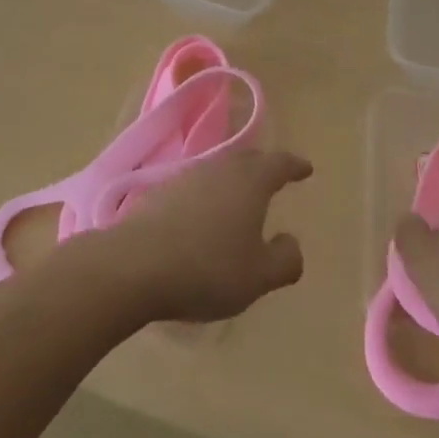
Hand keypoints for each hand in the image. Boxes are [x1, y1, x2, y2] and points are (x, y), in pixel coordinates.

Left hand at [85, 148, 312, 323]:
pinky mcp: (158, 193)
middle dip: (263, 168)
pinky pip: (194, 188)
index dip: (295, 166)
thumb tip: (291, 242)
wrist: (133, 266)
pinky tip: (202, 218)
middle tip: (274, 178)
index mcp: (249, 181)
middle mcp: (219, 168)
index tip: (306, 168)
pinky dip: (206, 197)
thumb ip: (284, 259)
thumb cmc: (206, 268)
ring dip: (232, 182)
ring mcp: (185, 177)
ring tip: (239, 200)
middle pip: (247, 160)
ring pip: (218, 171)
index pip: (279, 164)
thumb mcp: (258, 276)